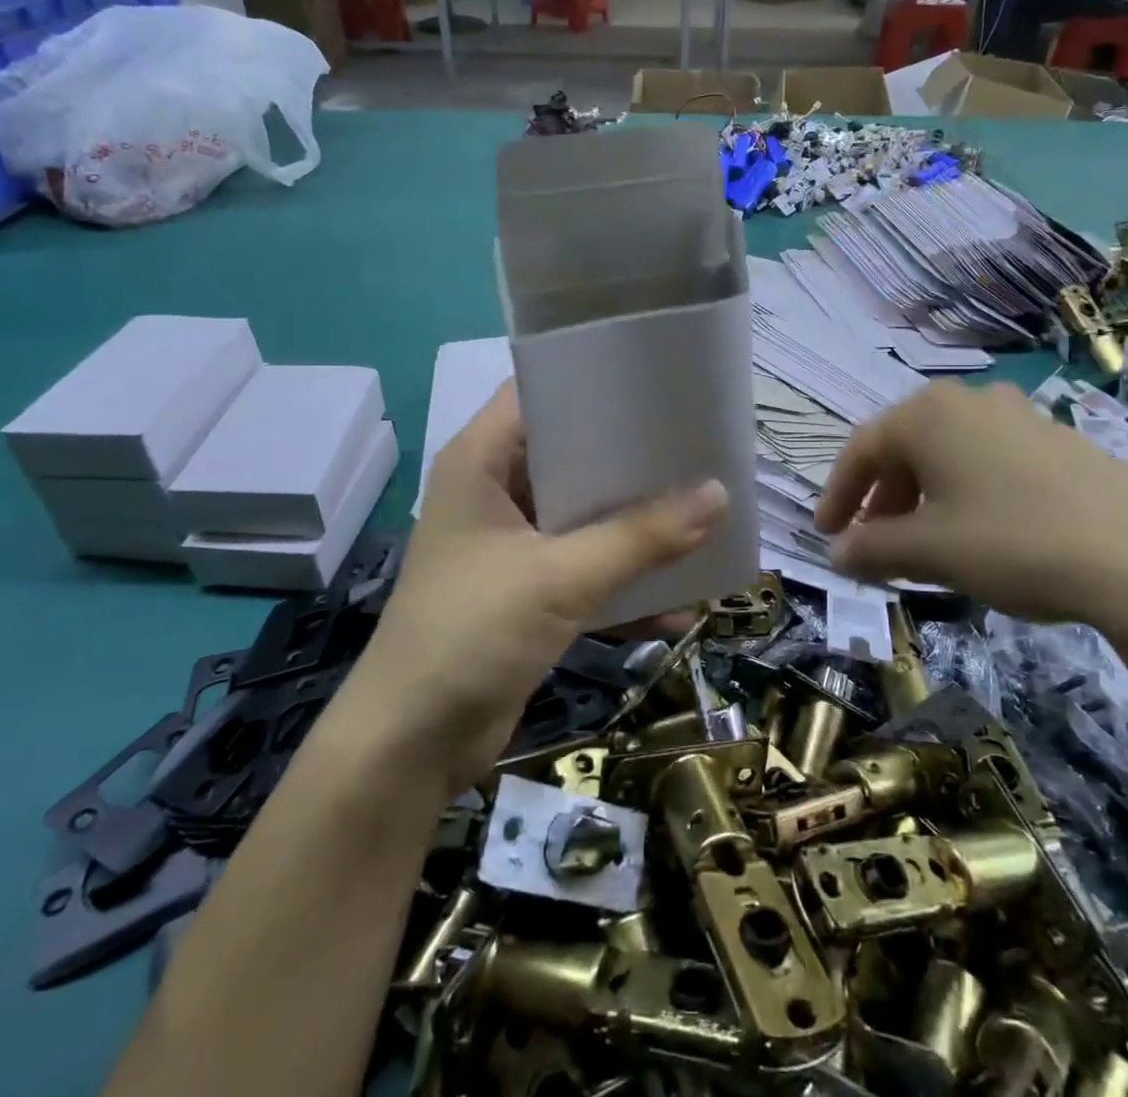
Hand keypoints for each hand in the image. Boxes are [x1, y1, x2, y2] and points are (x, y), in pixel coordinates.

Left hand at [343, 384, 727, 796]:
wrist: (409, 747)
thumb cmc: (470, 633)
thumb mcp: (559, 578)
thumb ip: (639, 536)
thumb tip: (718, 495)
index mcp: (481, 462)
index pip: (537, 393)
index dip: (593, 380)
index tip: (657, 383)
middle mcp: (495, 492)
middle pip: (571, 454)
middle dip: (632, 458)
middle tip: (696, 445)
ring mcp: (511, 545)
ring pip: (584, 515)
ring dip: (636, 525)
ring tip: (702, 513)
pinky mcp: (527, 592)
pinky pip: (586, 570)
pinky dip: (624, 584)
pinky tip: (679, 603)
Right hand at [815, 381, 1127, 638]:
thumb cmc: (1014, 542)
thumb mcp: (930, 551)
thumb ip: (872, 548)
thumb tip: (837, 554)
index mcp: (928, 415)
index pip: (861, 449)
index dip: (838, 494)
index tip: (827, 534)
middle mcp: (970, 402)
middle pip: (905, 447)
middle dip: (882, 498)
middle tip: (873, 543)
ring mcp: (1020, 417)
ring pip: (949, 454)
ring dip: (923, 497)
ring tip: (924, 545)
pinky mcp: (1060, 442)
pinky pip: (990, 461)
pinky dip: (966, 494)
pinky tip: (980, 535)